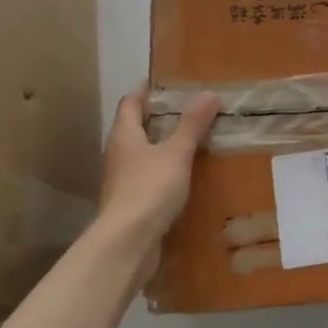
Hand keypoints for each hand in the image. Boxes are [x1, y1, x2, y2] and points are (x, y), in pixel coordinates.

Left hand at [96, 89, 219, 255]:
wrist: (128, 243)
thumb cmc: (149, 189)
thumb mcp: (176, 153)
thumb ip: (192, 124)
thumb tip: (209, 93)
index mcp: (124, 135)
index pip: (131, 102)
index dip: (147, 90)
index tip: (170, 83)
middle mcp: (118, 154)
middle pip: (136, 127)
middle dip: (160, 118)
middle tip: (192, 110)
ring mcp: (122, 180)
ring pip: (143, 154)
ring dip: (164, 147)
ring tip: (194, 141)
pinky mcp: (131, 203)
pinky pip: (149, 178)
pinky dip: (166, 172)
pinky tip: (187, 176)